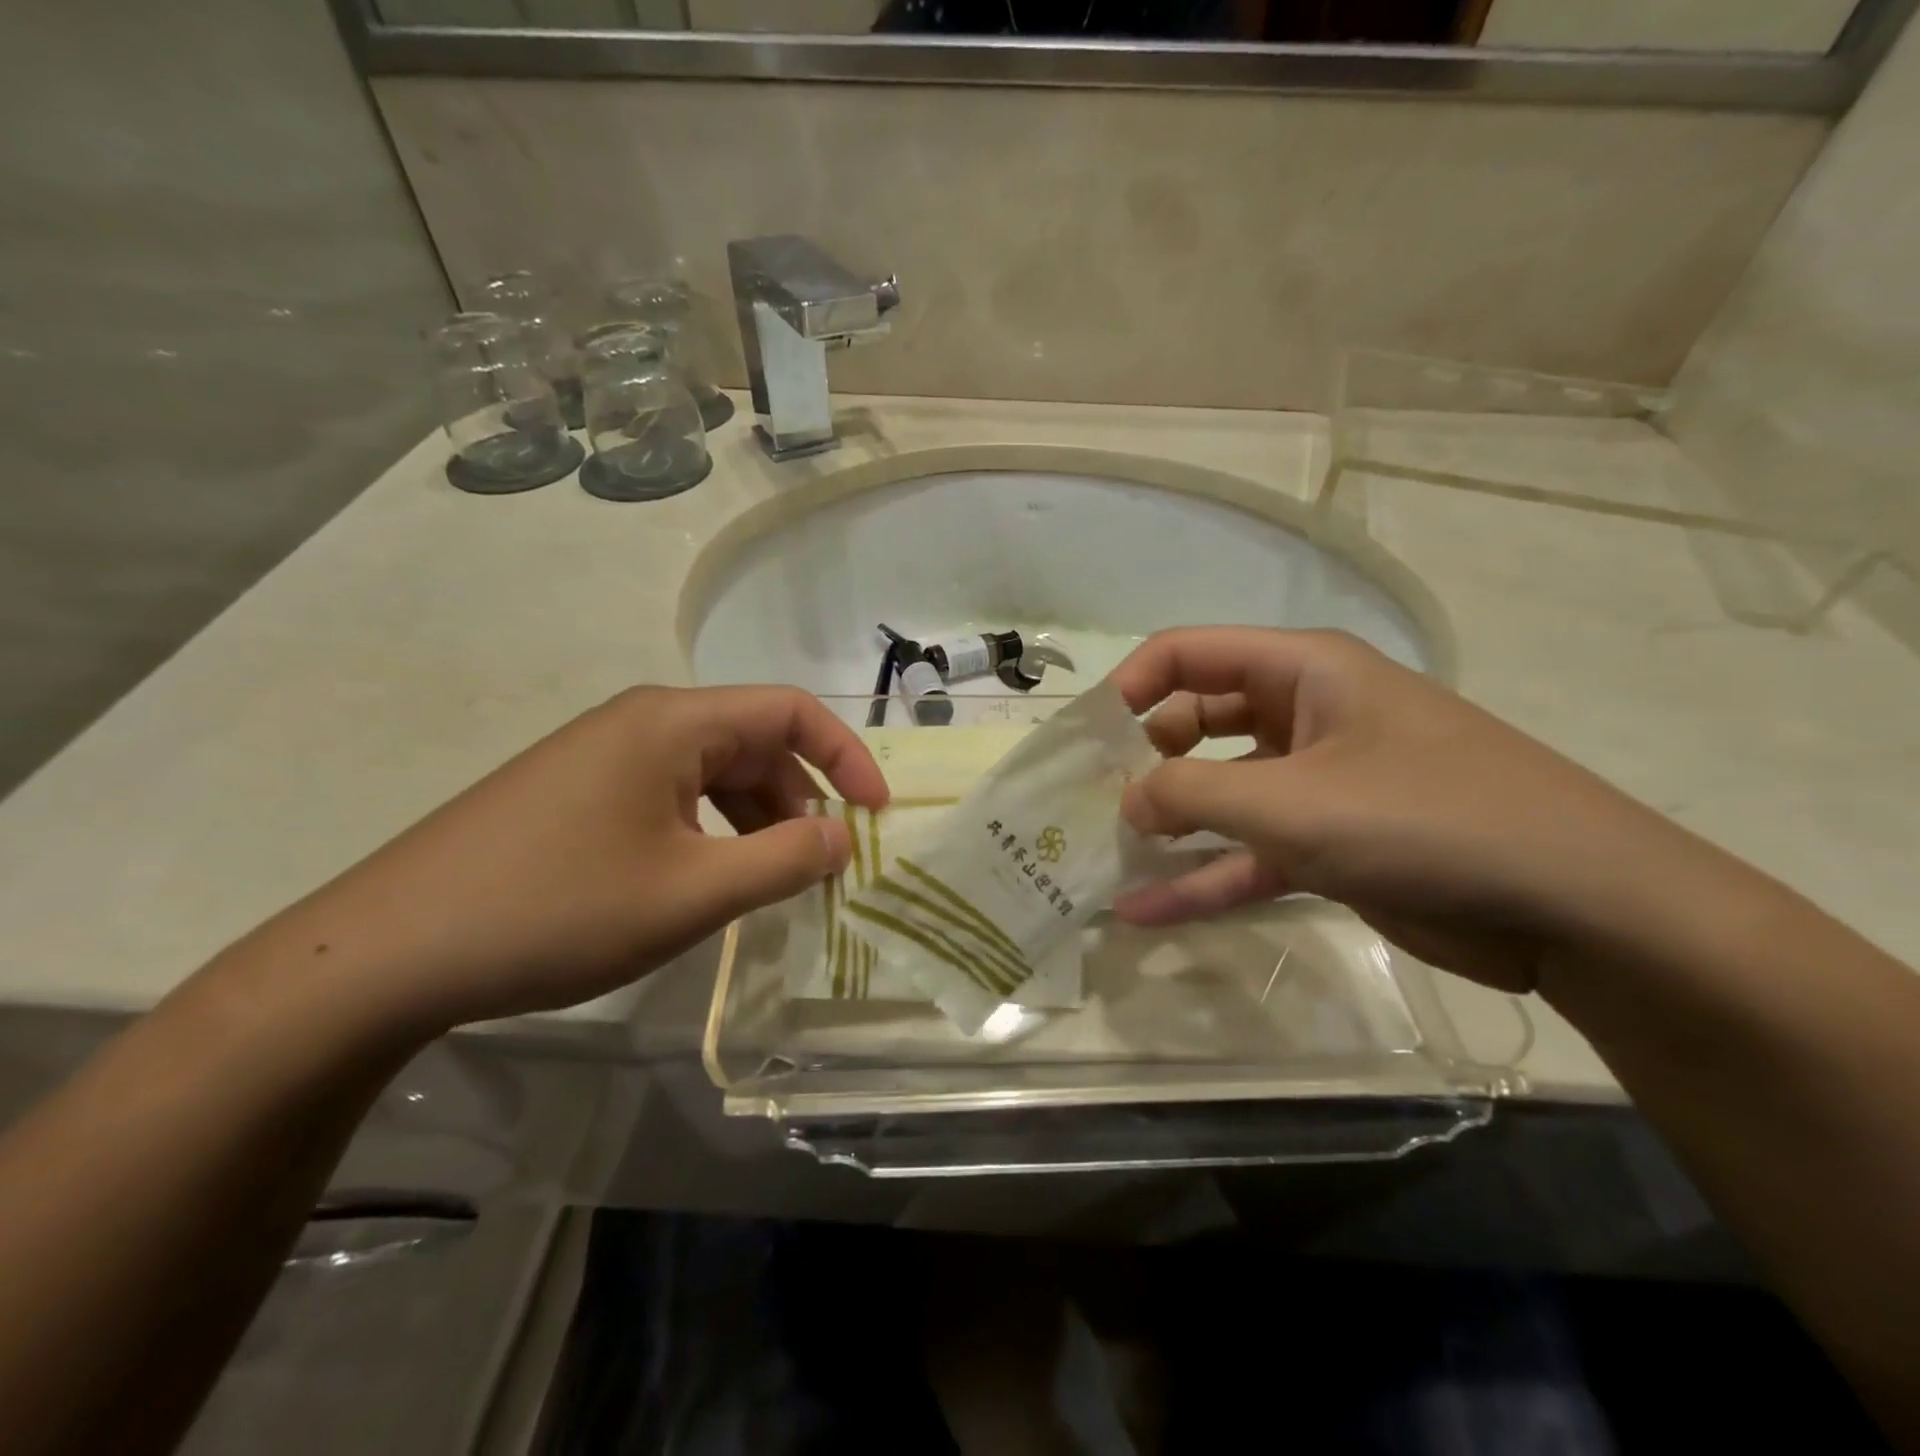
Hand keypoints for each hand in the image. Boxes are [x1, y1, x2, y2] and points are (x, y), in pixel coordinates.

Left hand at [265, 686, 887, 1031]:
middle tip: (815, 867)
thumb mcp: (691, 893)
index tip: (877, 814)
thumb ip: (784, 860)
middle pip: (753, 741)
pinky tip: (701, 879)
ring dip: (754, 820)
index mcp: (673, 722)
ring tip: (762, 882)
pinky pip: (671, 794)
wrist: (385, 952)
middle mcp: (641, 721)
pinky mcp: (576, 789)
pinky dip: (709, 830)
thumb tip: (843, 836)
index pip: (790, 710)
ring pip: (713, 772)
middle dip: (799, 800)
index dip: (847, 756)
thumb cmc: (556, 910)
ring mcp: (603, 753)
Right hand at [1109, 628, 1728, 992]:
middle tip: (1090, 806)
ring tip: (1102, 858)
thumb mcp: (1291, 802)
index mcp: (1300, 671)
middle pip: (1196, 722)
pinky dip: (1201, 877)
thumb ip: (1189, 795)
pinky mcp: (1329, 845)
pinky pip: (1247, 852)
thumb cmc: (1425, 818)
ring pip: (1219, 794)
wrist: (1577, 906)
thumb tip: (1123, 800)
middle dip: (1142, 762)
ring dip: (1166, 825)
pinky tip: (1144, 911)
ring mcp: (1316, 783)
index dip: (1129, 688)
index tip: (1085, 740)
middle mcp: (1304, 715)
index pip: (1187, 654)